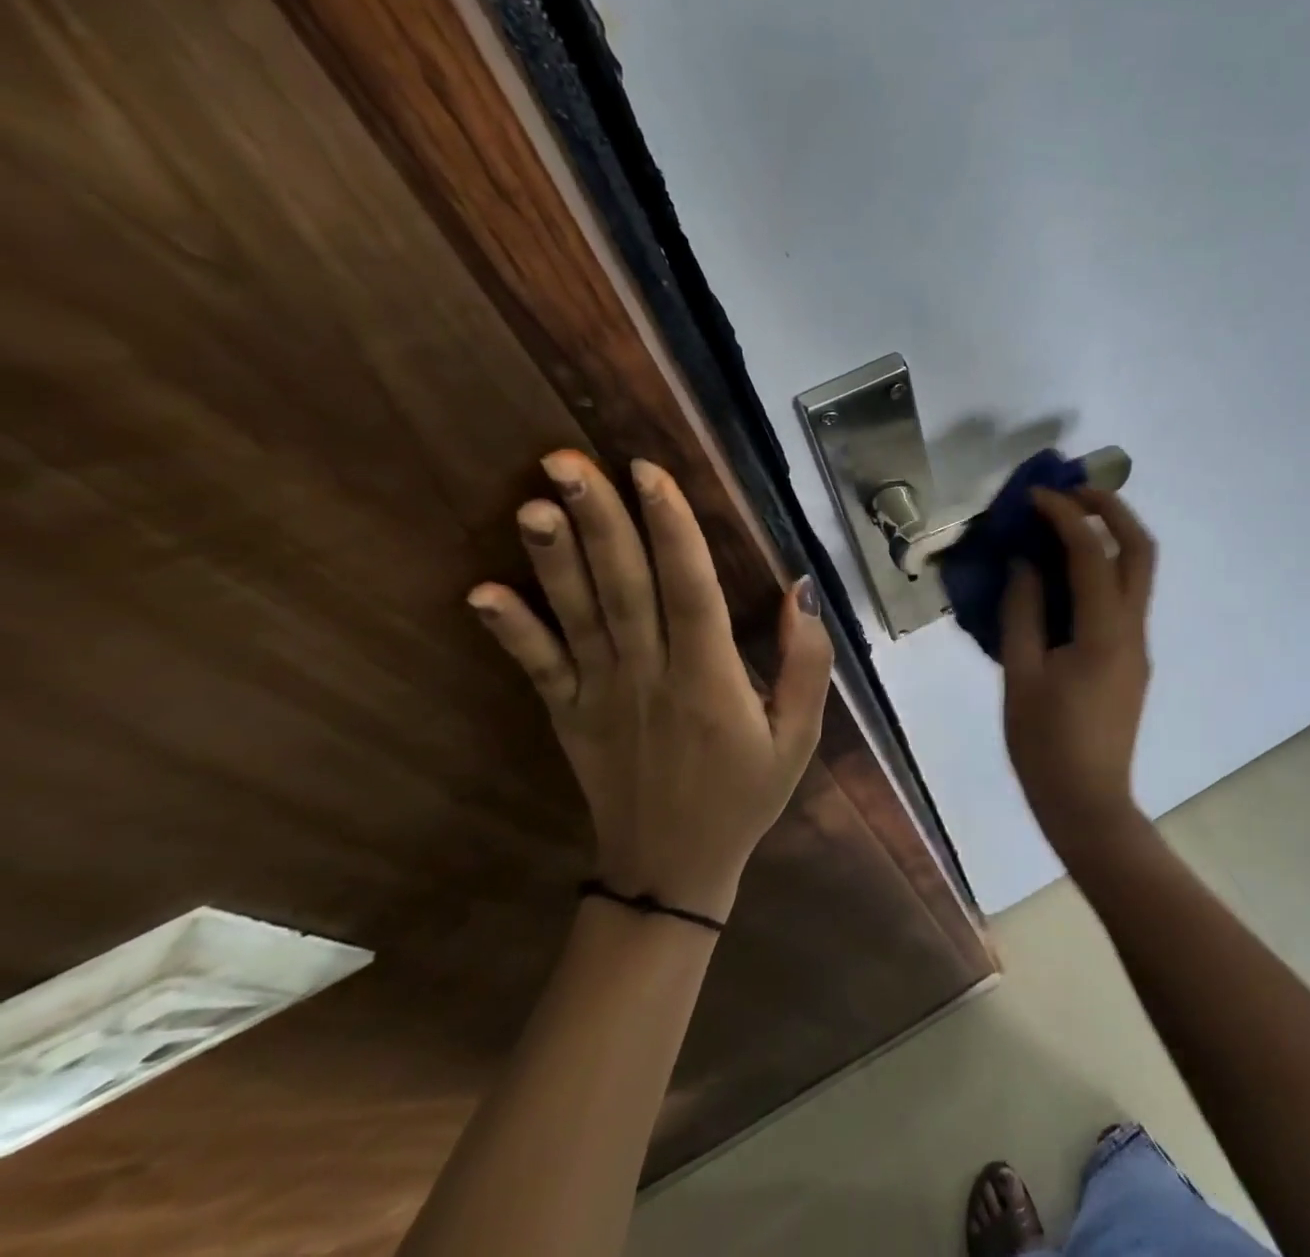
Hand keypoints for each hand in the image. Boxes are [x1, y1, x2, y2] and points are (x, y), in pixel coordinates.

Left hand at [467, 451, 832, 921]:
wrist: (671, 870)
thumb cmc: (745, 794)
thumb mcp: (800, 735)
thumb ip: (807, 661)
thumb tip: (800, 589)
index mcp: (709, 680)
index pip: (689, 590)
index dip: (671, 528)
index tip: (648, 472)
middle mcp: (649, 677)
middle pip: (624, 588)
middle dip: (600, 521)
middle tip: (568, 460)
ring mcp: (600, 696)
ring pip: (578, 616)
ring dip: (554, 559)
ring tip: (533, 503)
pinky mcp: (568, 716)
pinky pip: (538, 668)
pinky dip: (510, 631)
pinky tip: (481, 593)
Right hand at [1000, 487, 1156, 862]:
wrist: (1088, 805)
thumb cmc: (1045, 746)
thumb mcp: (1021, 676)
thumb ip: (1023, 612)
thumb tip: (1025, 564)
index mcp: (1105, 633)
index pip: (1092, 554)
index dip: (1064, 516)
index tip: (1034, 496)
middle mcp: (1133, 630)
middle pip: (1141, 550)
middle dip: (1111, 509)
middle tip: (1072, 491)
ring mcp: (1138, 645)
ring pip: (1139, 572)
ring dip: (1110, 535)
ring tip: (1067, 520)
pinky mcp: (1131, 659)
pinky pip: (1124, 597)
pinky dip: (1103, 568)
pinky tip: (1066, 573)